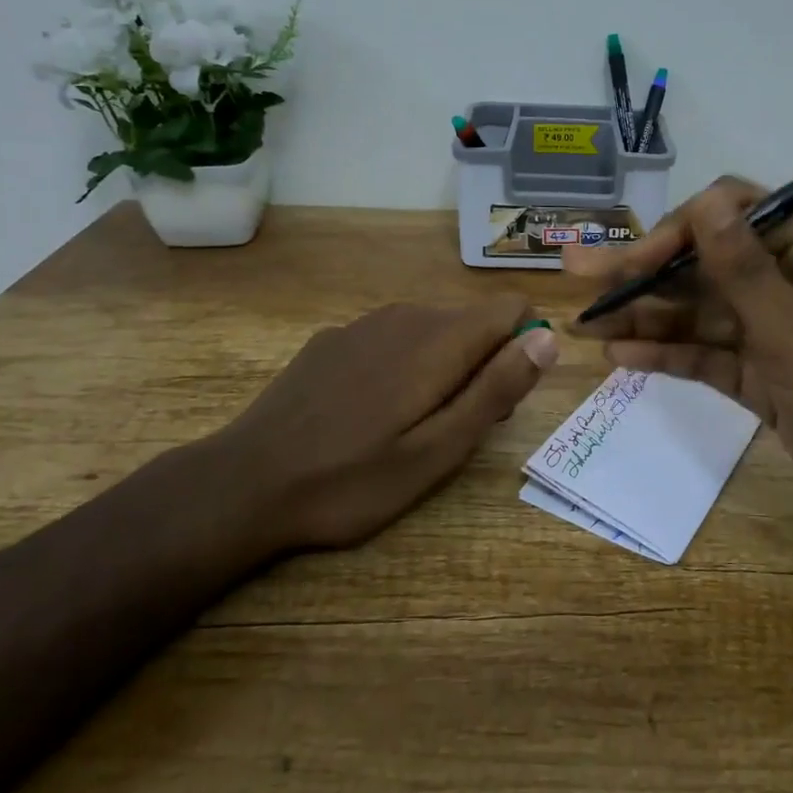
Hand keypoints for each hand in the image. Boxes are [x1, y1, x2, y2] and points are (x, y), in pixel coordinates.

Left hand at [209, 296, 558, 551]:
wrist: (245, 484)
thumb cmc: (353, 479)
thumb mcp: (439, 450)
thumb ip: (497, 389)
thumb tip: (547, 339)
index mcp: (440, 339)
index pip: (511, 308)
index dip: (521, 349)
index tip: (498, 400)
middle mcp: (406, 315)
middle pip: (474, 323)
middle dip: (482, 366)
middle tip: (451, 431)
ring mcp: (364, 324)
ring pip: (433, 331)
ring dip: (442, 368)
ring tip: (409, 428)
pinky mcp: (333, 339)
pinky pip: (392, 339)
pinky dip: (401, 366)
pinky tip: (365, 414)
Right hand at [564, 180, 792, 556]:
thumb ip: (745, 271)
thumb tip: (706, 202)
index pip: (733, 219)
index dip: (680, 233)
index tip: (637, 264)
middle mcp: (787, 287)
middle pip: (706, 267)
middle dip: (645, 273)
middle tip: (579, 275)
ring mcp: (772, 335)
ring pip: (700, 314)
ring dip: (647, 316)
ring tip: (586, 323)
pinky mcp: (761, 378)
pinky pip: (707, 356)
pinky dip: (668, 355)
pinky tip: (621, 357)